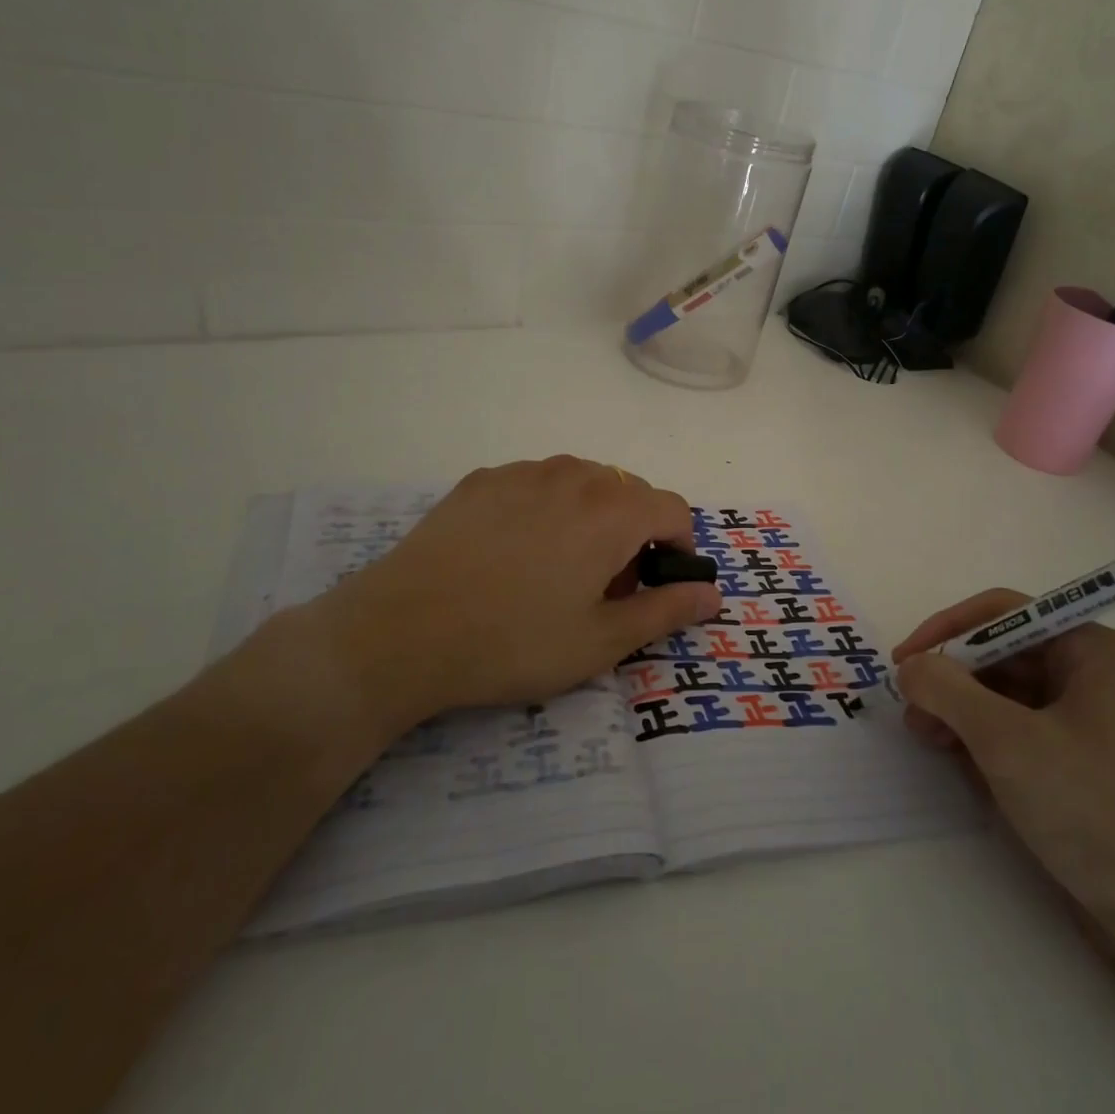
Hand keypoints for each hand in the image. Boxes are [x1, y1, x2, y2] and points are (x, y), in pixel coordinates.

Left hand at [300, 457, 721, 732]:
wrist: (402, 631)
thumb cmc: (514, 642)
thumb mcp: (601, 641)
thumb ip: (666, 610)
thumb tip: (713, 593)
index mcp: (613, 510)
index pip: (673, 509)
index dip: (676, 547)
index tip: (651, 586)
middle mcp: (575, 475)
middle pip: (629, 493)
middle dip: (632, 534)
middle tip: (601, 588)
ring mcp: (524, 471)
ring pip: (583, 483)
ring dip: (590, 517)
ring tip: (556, 568)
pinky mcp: (482, 479)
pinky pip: (536, 483)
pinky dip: (545, 508)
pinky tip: (510, 553)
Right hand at [893, 593, 1114, 919]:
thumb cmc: (1090, 808)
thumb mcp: (1006, 740)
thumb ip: (947, 690)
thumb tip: (909, 667)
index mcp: (1093, 650)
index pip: (1005, 613)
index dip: (948, 630)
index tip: (905, 660)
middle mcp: (1094, 675)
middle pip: (1002, 654)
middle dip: (953, 679)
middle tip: (912, 710)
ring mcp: (1089, 720)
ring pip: (1005, 694)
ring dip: (961, 711)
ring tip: (927, 739)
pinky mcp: (1079, 761)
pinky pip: (1019, 730)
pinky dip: (984, 739)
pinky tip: (960, 764)